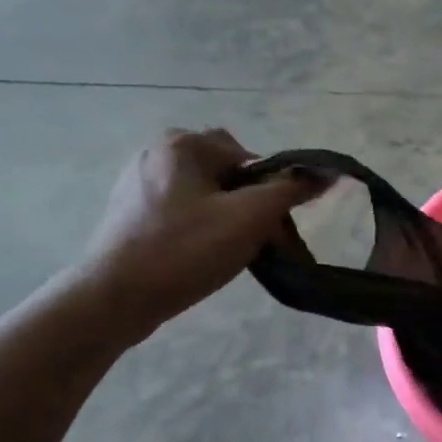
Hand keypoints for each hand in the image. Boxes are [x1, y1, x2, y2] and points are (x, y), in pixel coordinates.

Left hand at [74, 129, 324, 340]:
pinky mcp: (129, 213)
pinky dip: (201, 228)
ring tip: (231, 252)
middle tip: (259, 241)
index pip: (250, 157)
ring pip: (205, 194)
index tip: (276, 227)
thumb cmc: (186, 250)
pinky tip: (201, 256)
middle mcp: (157, 153)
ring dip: (228, 218)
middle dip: (250, 205)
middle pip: (227, 175)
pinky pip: (181, 211)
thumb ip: (290, 191)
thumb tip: (327, 173)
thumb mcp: (250, 218)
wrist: (114, 298)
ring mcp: (137, 183)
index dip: (272, 191)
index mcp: (182, 144)